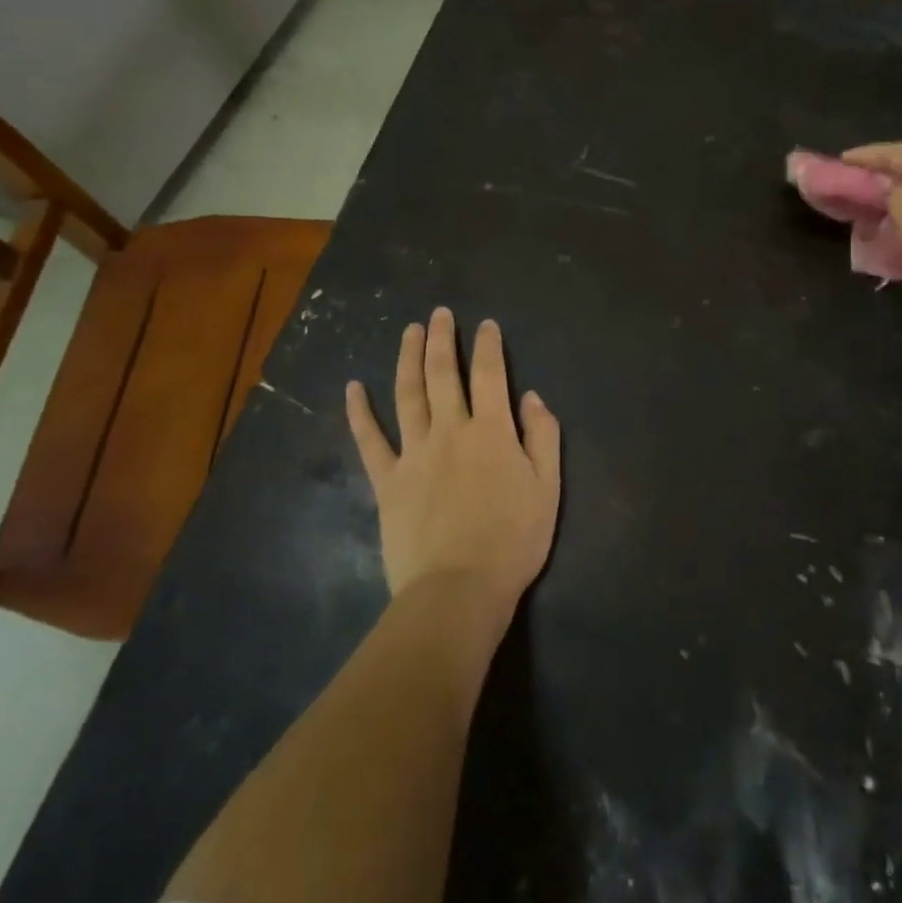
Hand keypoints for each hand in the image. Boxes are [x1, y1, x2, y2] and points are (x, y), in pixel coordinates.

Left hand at [345, 309, 561, 621]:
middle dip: (443, 340)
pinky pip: (369, 440)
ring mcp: (414, 453)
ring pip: (408, 395)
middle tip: (440, 313)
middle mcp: (450, 431)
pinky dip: (359, 412)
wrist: (458, 589)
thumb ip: (542, 437)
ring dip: (408, 359)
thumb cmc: (513, 541)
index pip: (490, 375)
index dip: (488, 346)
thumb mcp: (548, 488)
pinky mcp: (388, 481)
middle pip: (443, 374)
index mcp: (492, 431)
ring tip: (409, 332)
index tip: (485, 324)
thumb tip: (531, 397)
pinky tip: (353, 388)